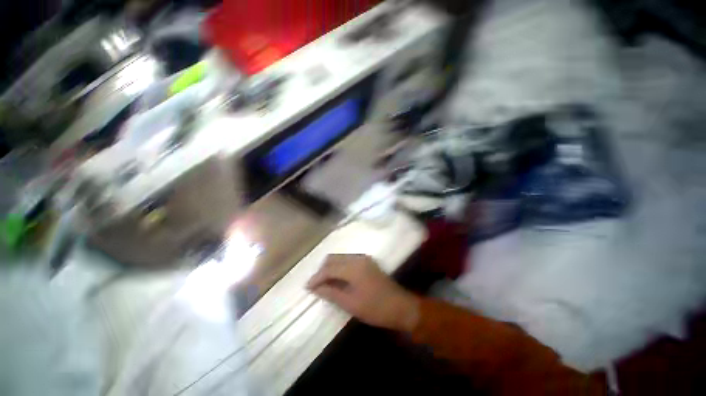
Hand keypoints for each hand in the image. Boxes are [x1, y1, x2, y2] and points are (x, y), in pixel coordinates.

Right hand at [307, 254, 419, 331]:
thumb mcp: (351, 304)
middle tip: (316, 286)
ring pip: (340, 258)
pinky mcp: (367, 262)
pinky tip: (337, 279)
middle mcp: (357, 258)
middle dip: (322, 270)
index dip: (316, 277)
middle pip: (333, 258)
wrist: (400, 306)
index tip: (307, 287)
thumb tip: (316, 288)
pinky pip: (348, 260)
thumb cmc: (375, 308)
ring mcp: (363, 258)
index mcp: (353, 267)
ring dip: (330, 268)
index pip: (329, 268)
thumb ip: (331, 293)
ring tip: (324, 283)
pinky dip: (339, 267)